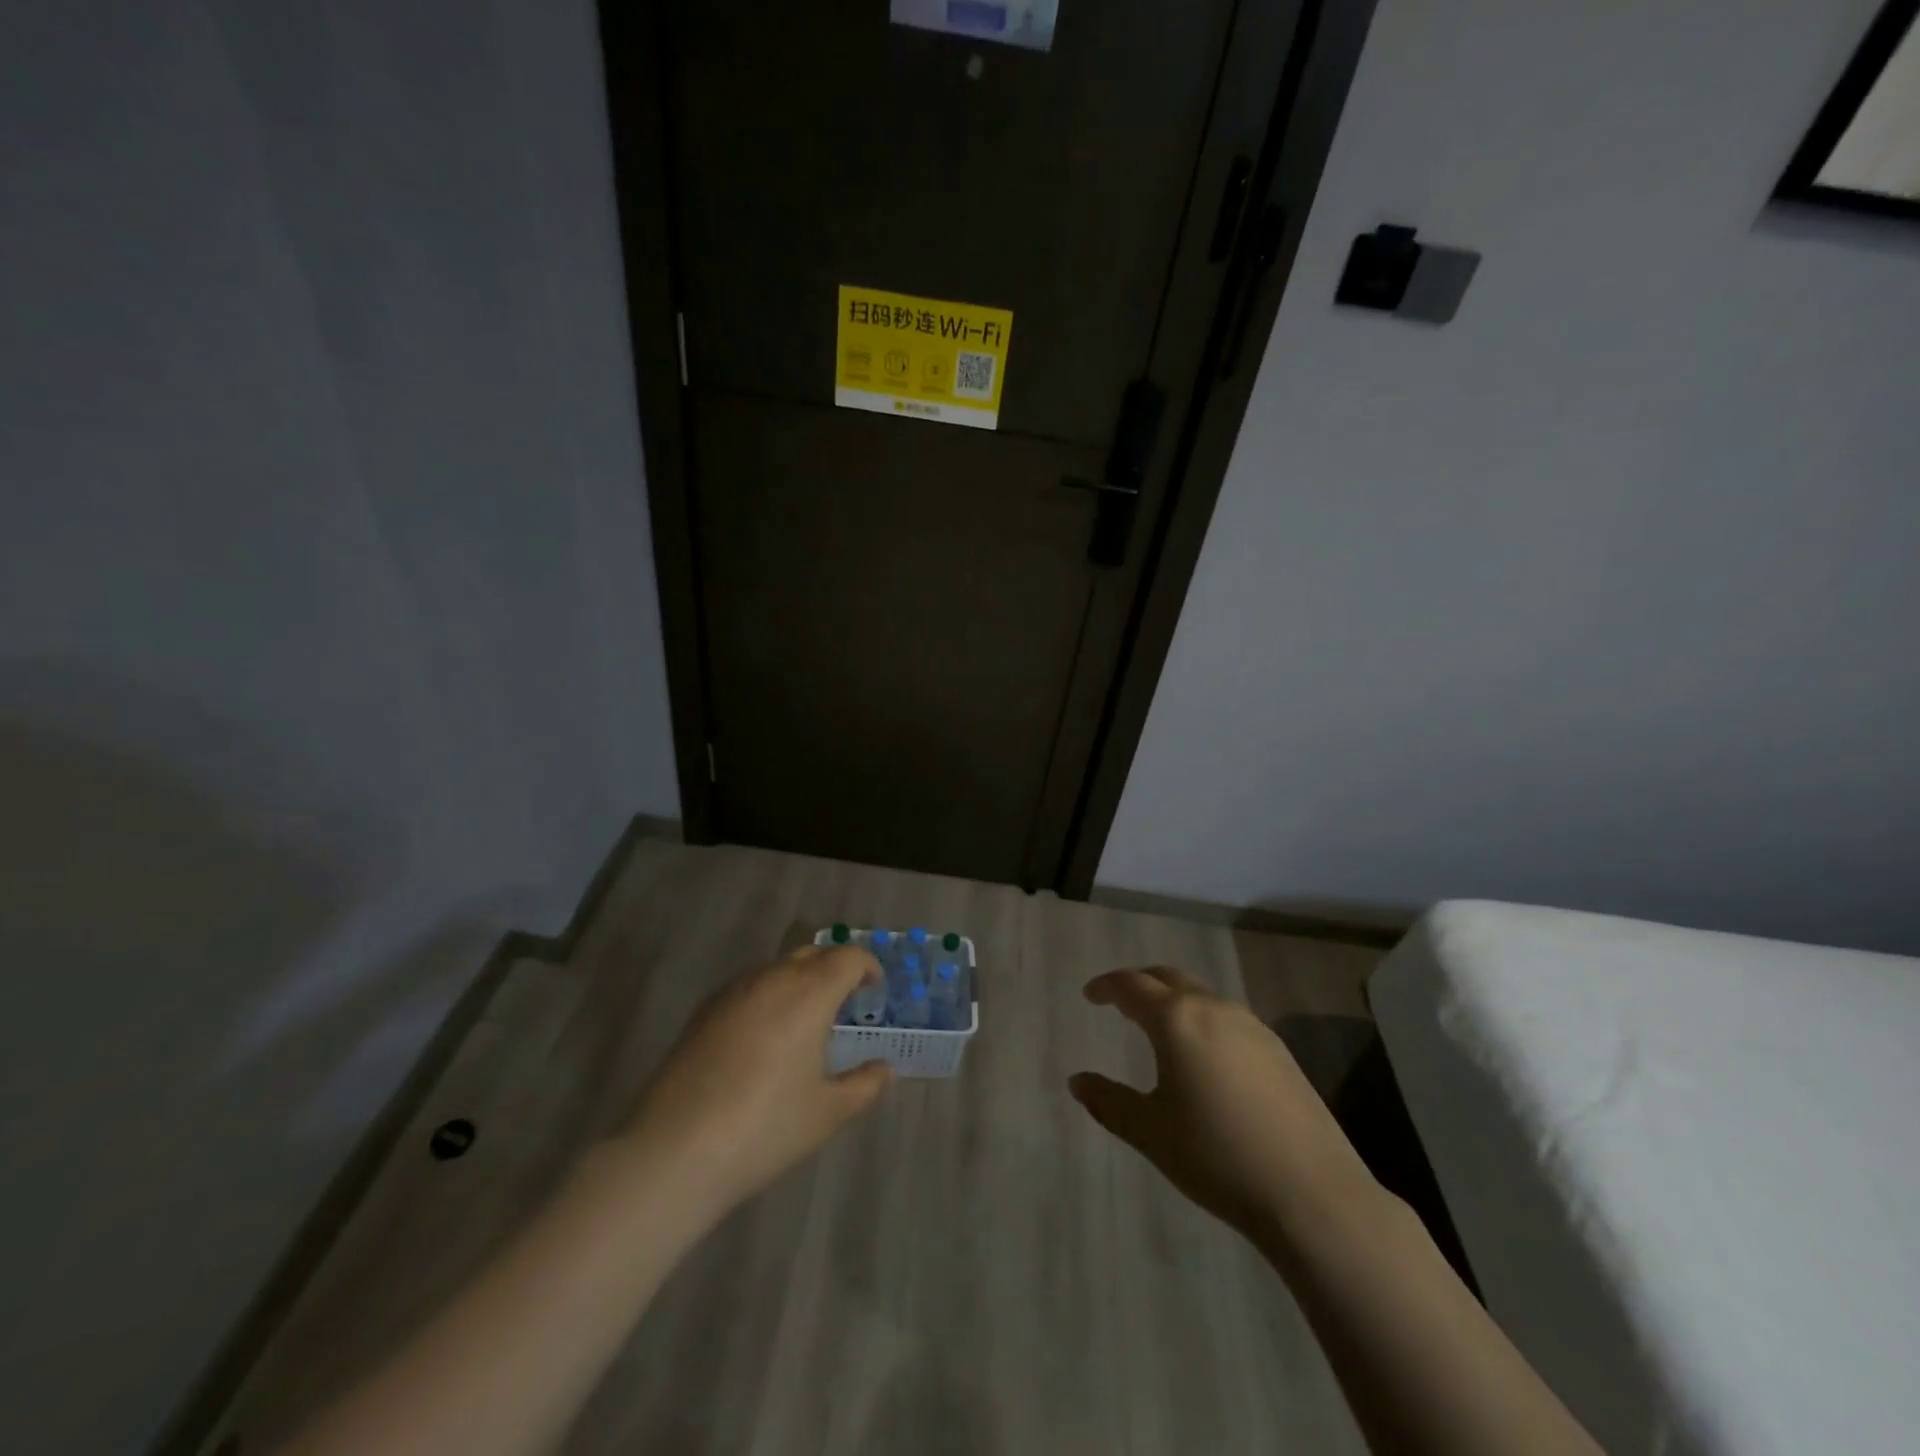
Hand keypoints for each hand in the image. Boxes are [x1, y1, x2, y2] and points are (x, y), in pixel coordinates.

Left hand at [616, 944, 893, 1220]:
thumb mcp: (827, 1113)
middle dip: (835, 970)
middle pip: (812, 955)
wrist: (674, 1150)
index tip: (875, 990)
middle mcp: (771, 979)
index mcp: (809, 993)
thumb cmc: (765, 1128)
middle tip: (846, 1003)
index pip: (848, 957)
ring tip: (805, 1023)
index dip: (868, 967)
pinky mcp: (704, 1011)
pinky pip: (749, 987)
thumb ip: (864, 1085)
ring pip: (777, 969)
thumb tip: (883, 1069)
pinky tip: (764, 1039)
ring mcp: (733, 992)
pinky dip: (769, 997)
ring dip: (800, 982)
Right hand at [1069, 968, 1376, 1244]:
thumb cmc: (1217, 1157)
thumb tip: (1077, 1081)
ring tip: (1160, 1028)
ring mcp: (1252, 1026)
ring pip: (1201, 995)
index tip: (1090, 995)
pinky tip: (1205, 1056)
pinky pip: (1227, 1017)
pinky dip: (1202, 1020)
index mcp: (1176, 1020)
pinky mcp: (1279, 1050)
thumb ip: (1108, 1101)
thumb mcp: (1150, 1132)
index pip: (1132, 985)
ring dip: (1174, 1000)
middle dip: (1140, 984)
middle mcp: (1213, 1009)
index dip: (1106, 986)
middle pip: (1168, 978)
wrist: (1312, 1194)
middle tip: (1121, 1002)